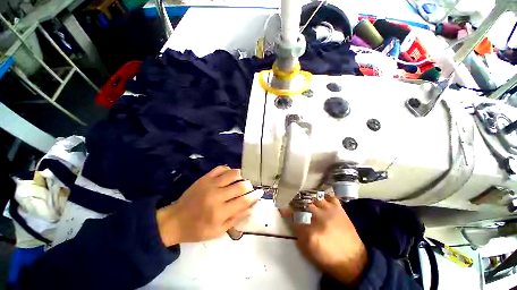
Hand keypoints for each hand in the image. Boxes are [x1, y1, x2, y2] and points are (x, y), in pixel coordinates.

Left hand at [156, 166, 262, 245]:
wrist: (175, 220)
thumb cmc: (198, 229)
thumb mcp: (218, 231)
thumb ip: (236, 218)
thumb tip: (251, 207)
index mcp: (220, 212)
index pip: (244, 200)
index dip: (255, 196)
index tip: (260, 192)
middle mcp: (216, 196)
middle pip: (241, 185)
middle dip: (249, 186)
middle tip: (249, 188)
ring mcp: (210, 184)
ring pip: (233, 173)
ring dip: (241, 176)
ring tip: (241, 181)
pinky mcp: (205, 178)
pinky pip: (221, 168)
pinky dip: (228, 170)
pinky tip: (229, 176)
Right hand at [286, 195, 367, 284]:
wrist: (353, 261)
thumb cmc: (327, 259)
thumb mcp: (307, 250)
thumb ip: (297, 233)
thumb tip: (290, 219)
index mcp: (311, 232)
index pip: (293, 216)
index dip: (286, 211)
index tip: (283, 209)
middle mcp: (320, 218)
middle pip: (302, 204)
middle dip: (295, 203)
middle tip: (293, 204)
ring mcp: (330, 211)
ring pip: (314, 198)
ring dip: (308, 200)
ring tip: (306, 202)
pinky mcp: (339, 209)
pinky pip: (329, 197)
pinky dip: (323, 197)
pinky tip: (321, 201)